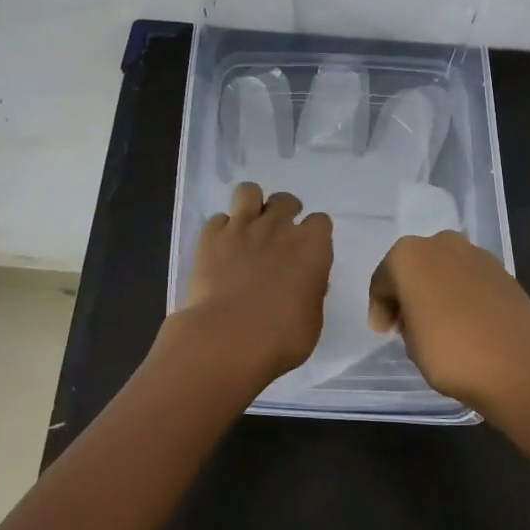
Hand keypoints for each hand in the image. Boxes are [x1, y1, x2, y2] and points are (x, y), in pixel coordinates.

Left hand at [176, 182, 333, 389]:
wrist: (227, 338)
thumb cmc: (280, 338)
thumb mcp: (311, 320)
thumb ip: (310, 292)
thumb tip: (305, 282)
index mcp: (311, 247)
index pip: (321, 222)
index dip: (314, 234)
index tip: (308, 250)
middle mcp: (278, 228)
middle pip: (286, 200)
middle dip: (284, 212)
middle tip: (278, 236)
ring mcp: (241, 227)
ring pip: (248, 191)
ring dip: (251, 205)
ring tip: (248, 226)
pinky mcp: (209, 236)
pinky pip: (217, 219)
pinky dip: (220, 230)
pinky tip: (219, 249)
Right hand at [367, 230, 529, 417]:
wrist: (518, 363)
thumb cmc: (450, 351)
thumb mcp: (410, 344)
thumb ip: (407, 321)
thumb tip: (418, 316)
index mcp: (407, 256)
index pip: (382, 281)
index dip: (380, 308)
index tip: (384, 332)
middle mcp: (440, 244)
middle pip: (414, 268)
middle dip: (408, 292)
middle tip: (408, 326)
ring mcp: (475, 254)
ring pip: (443, 270)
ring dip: (437, 291)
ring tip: (439, 325)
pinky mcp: (502, 270)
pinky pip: (469, 280)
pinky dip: (462, 295)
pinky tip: (466, 322)